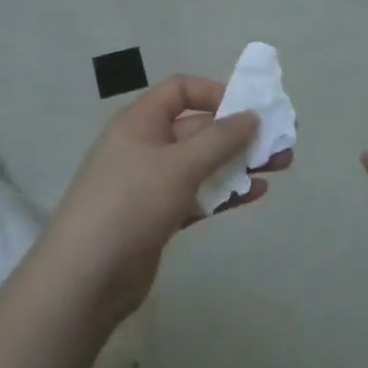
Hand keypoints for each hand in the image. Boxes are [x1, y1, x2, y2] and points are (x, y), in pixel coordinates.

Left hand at [40, 74, 290, 325]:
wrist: (85, 277)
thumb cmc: (130, 204)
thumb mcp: (178, 165)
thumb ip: (219, 140)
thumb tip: (252, 116)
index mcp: (141, 121)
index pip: (181, 90)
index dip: (215, 93)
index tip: (248, 109)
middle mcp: (146, 145)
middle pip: (198, 128)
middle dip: (239, 132)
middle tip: (282, 139)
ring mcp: (152, 183)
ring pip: (203, 163)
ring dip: (239, 162)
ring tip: (281, 165)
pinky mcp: (160, 217)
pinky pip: (199, 194)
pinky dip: (225, 192)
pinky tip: (257, 193)